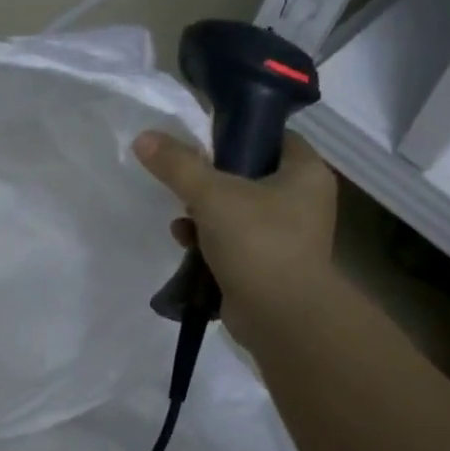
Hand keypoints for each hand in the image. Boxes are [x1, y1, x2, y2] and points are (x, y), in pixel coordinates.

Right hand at [132, 129, 337, 335]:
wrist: (280, 317)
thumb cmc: (257, 242)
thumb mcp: (212, 195)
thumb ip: (178, 165)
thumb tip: (144, 138)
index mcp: (306, 173)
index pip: (273, 137)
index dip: (239, 134)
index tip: (203, 140)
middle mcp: (302, 202)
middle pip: (249, 176)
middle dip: (211, 181)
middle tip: (185, 183)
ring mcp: (286, 237)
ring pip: (237, 212)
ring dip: (204, 214)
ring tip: (181, 221)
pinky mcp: (267, 266)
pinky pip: (234, 243)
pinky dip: (209, 243)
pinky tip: (186, 245)